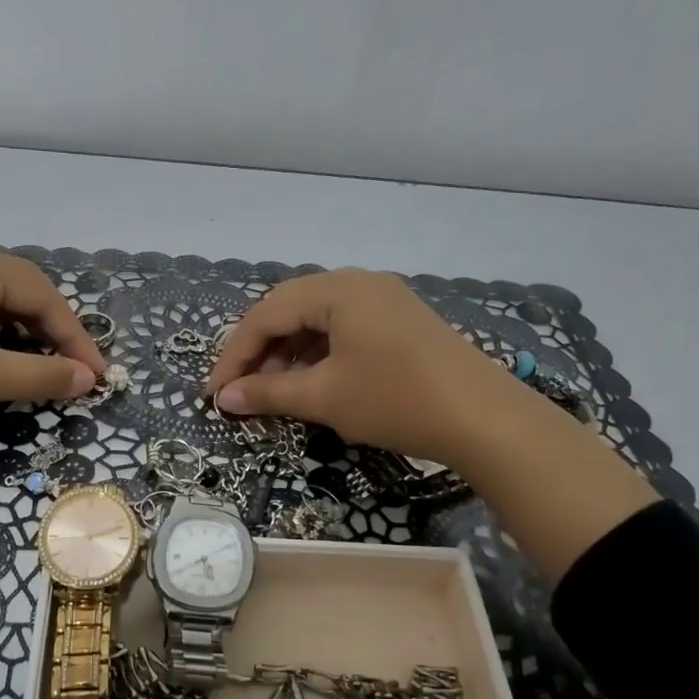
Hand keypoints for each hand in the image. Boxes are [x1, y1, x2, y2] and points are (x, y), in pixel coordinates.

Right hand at [204, 269, 514, 467]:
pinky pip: (343, 328)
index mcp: (336, 289)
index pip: (265, 314)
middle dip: (259, 352)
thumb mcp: (325, 396)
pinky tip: (312, 382)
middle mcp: (357, 282)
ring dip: (288, 354)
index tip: (215, 393)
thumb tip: (223, 398)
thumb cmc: (395, 399)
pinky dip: (318, 354)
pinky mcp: (399, 320)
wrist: (484, 417)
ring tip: (273, 391)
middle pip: (289, 310)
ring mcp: (382, 298)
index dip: (234, 355)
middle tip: (240, 390)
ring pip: (316, 320)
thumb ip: (268, 393)